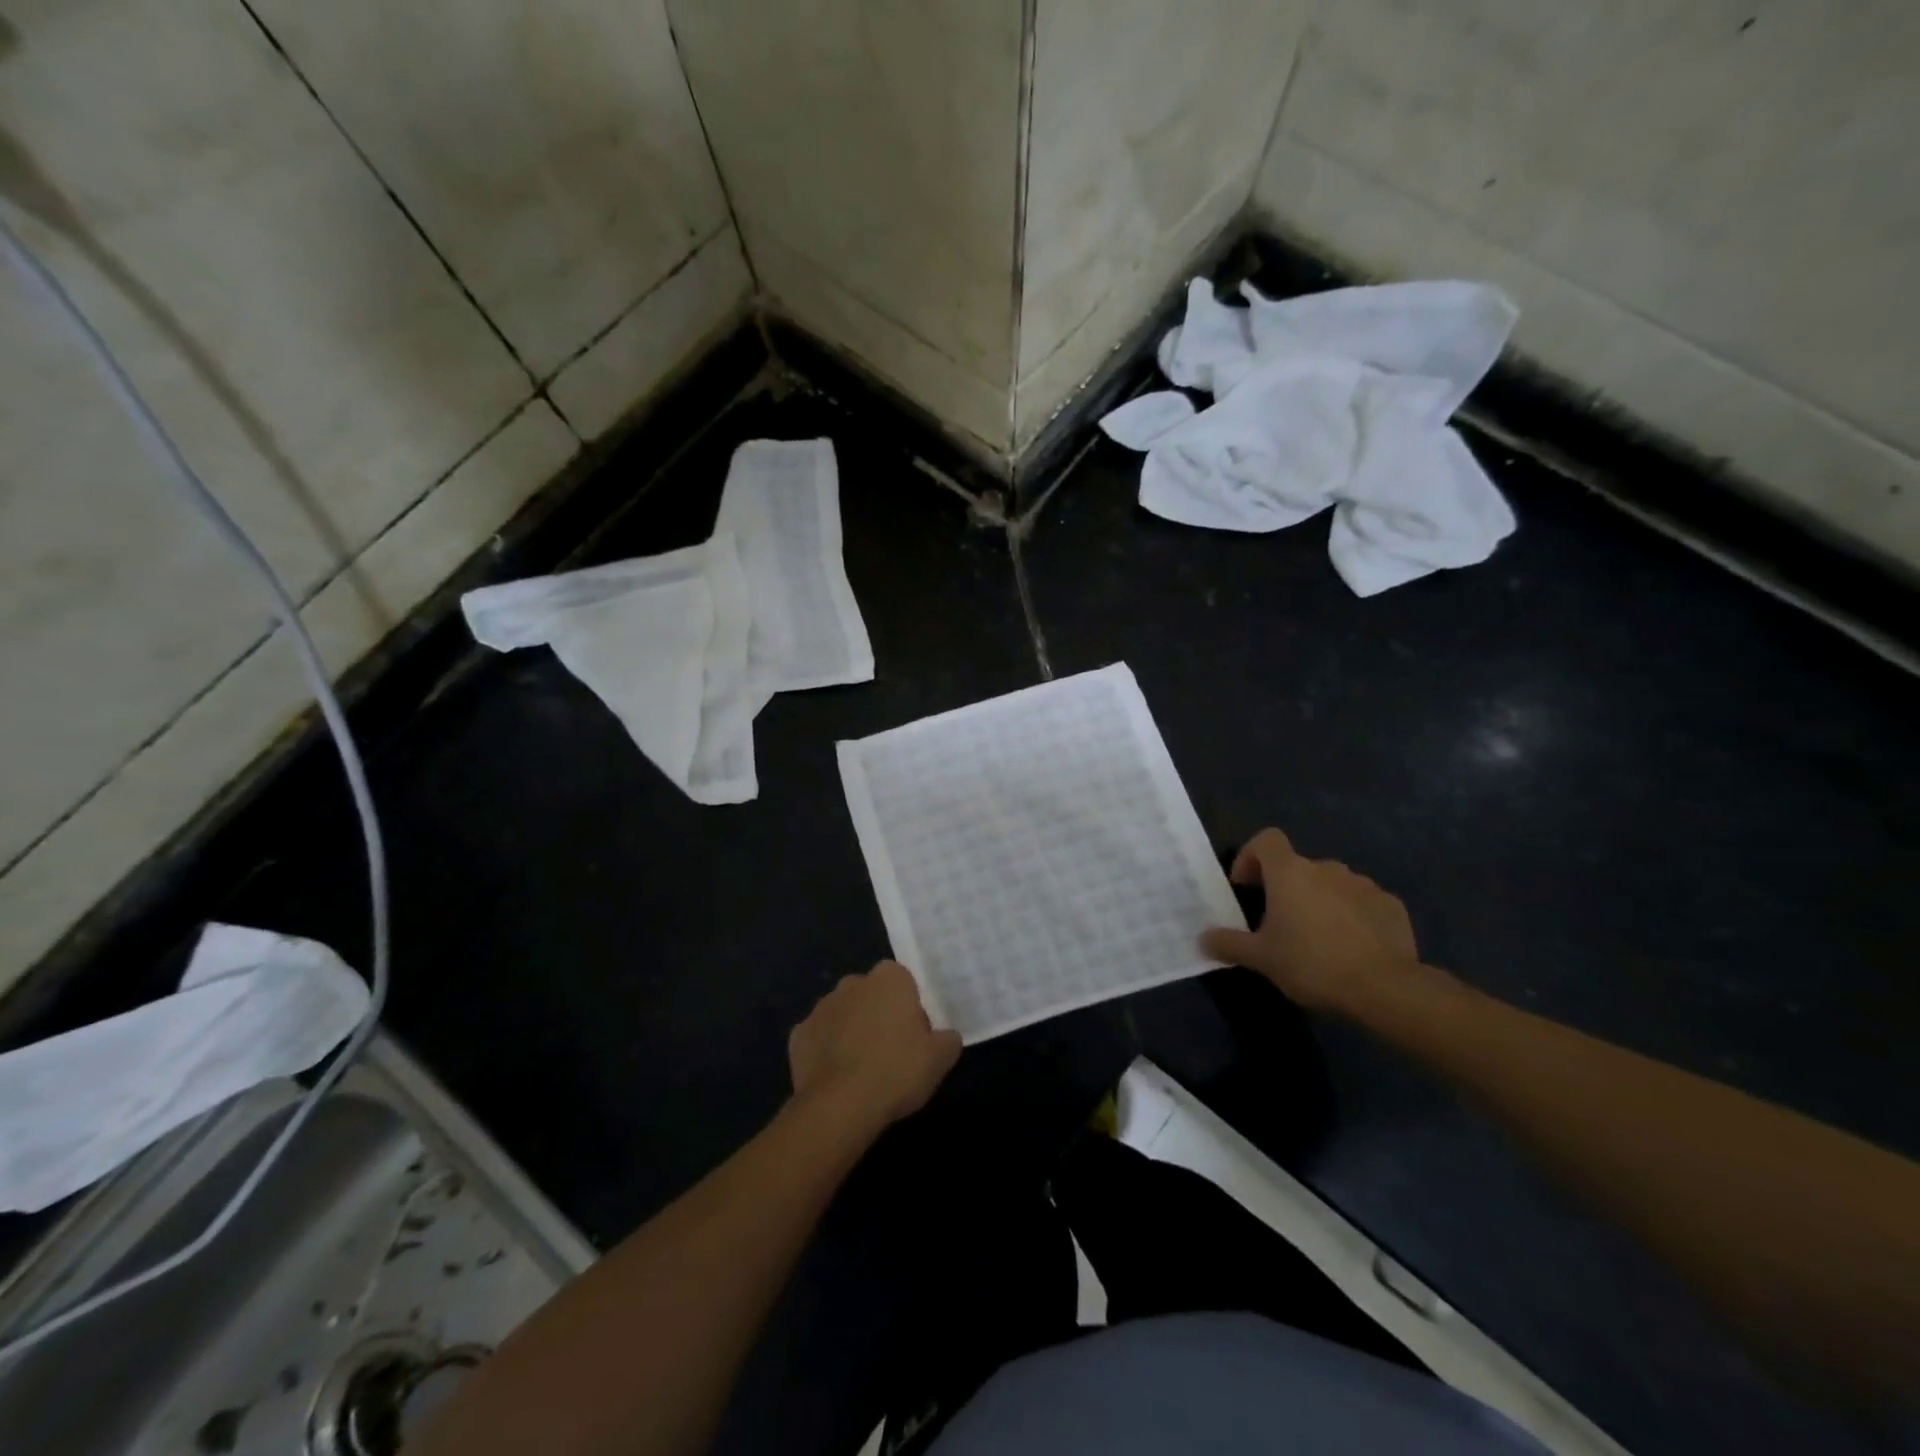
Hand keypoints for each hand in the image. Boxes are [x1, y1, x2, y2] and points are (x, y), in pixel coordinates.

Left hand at [788, 961, 960, 1130]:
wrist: (841, 1105)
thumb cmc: (897, 1071)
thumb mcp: (940, 1058)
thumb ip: (947, 1039)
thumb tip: (945, 1037)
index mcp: (889, 979)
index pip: (902, 980)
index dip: (909, 1005)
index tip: (915, 1034)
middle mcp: (852, 983)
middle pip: (870, 993)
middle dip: (878, 1013)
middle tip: (890, 1051)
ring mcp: (821, 1007)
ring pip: (843, 1014)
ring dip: (851, 1031)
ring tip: (862, 1069)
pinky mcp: (798, 1034)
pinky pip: (819, 1038)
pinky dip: (826, 1052)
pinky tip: (836, 1078)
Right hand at [1199, 828, 1421, 1013]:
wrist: (1384, 987)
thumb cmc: (1311, 963)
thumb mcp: (1261, 958)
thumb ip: (1229, 943)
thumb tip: (1202, 939)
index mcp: (1290, 872)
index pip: (1267, 840)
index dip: (1251, 855)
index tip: (1246, 884)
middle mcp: (1326, 868)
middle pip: (1298, 867)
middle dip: (1286, 888)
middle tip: (1279, 923)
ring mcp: (1362, 885)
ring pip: (1331, 884)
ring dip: (1319, 901)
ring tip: (1317, 939)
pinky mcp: (1391, 905)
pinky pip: (1361, 903)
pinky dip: (1351, 916)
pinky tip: (1351, 948)